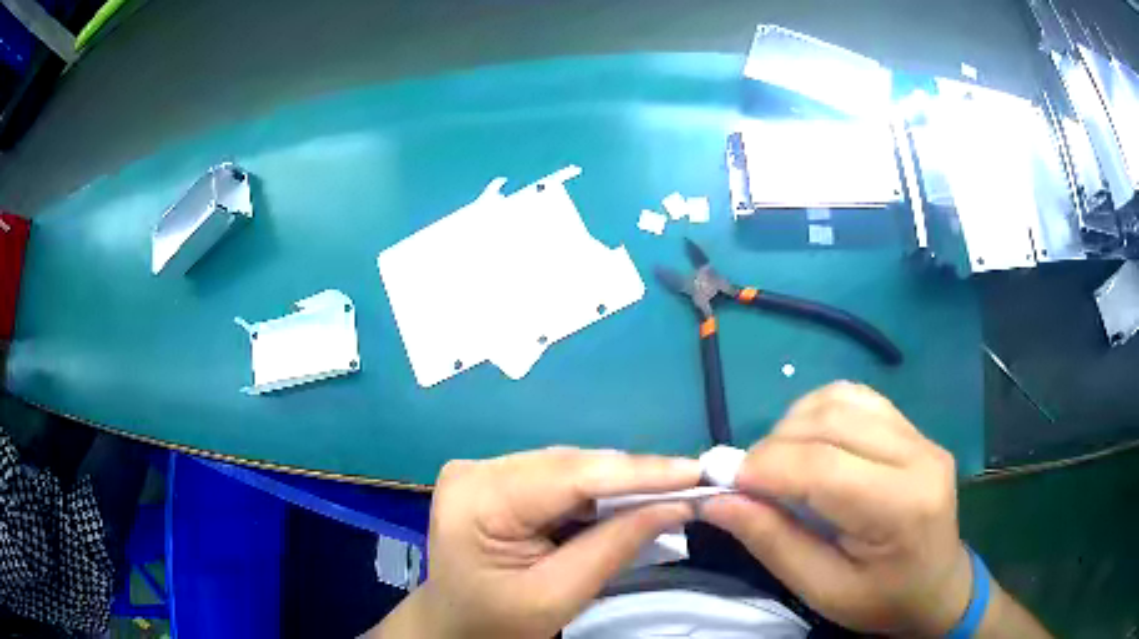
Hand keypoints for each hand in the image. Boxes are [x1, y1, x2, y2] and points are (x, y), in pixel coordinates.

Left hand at [378, 447, 701, 637]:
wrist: (455, 627)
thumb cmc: (497, 624)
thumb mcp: (558, 596)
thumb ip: (615, 547)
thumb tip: (677, 504)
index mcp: (477, 500)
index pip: (570, 476)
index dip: (639, 472)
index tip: (696, 470)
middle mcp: (475, 471)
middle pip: (570, 466)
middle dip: (634, 476)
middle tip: (692, 481)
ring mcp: (481, 471)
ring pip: (568, 467)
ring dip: (619, 481)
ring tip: (670, 487)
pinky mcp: (494, 480)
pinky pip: (557, 478)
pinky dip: (595, 490)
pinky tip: (627, 498)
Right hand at [702, 382, 971, 635]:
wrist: (938, 586)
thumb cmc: (882, 601)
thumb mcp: (823, 590)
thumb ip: (772, 542)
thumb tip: (717, 500)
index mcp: (902, 508)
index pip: (823, 467)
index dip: (764, 468)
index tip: (723, 484)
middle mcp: (918, 456)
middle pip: (831, 422)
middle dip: (773, 446)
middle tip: (746, 482)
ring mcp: (920, 435)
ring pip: (840, 400)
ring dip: (794, 425)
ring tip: (778, 465)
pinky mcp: (913, 428)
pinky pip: (856, 398)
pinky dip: (818, 413)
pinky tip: (809, 445)